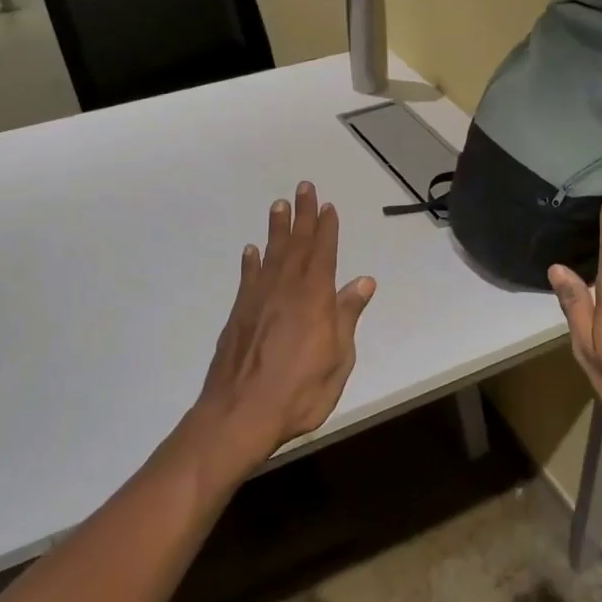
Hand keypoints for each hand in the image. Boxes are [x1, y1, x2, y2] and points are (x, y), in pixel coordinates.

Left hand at [183, 182, 376, 478]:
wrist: (240, 413)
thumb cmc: (300, 392)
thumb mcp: (338, 359)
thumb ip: (347, 317)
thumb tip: (363, 282)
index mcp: (314, 298)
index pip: (324, 254)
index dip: (327, 228)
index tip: (327, 205)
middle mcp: (286, 290)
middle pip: (297, 245)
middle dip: (302, 216)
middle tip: (303, 187)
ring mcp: (258, 300)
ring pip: (271, 255)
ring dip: (277, 229)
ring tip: (278, 206)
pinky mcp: (239, 314)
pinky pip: (248, 278)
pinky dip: (251, 262)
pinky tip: (251, 250)